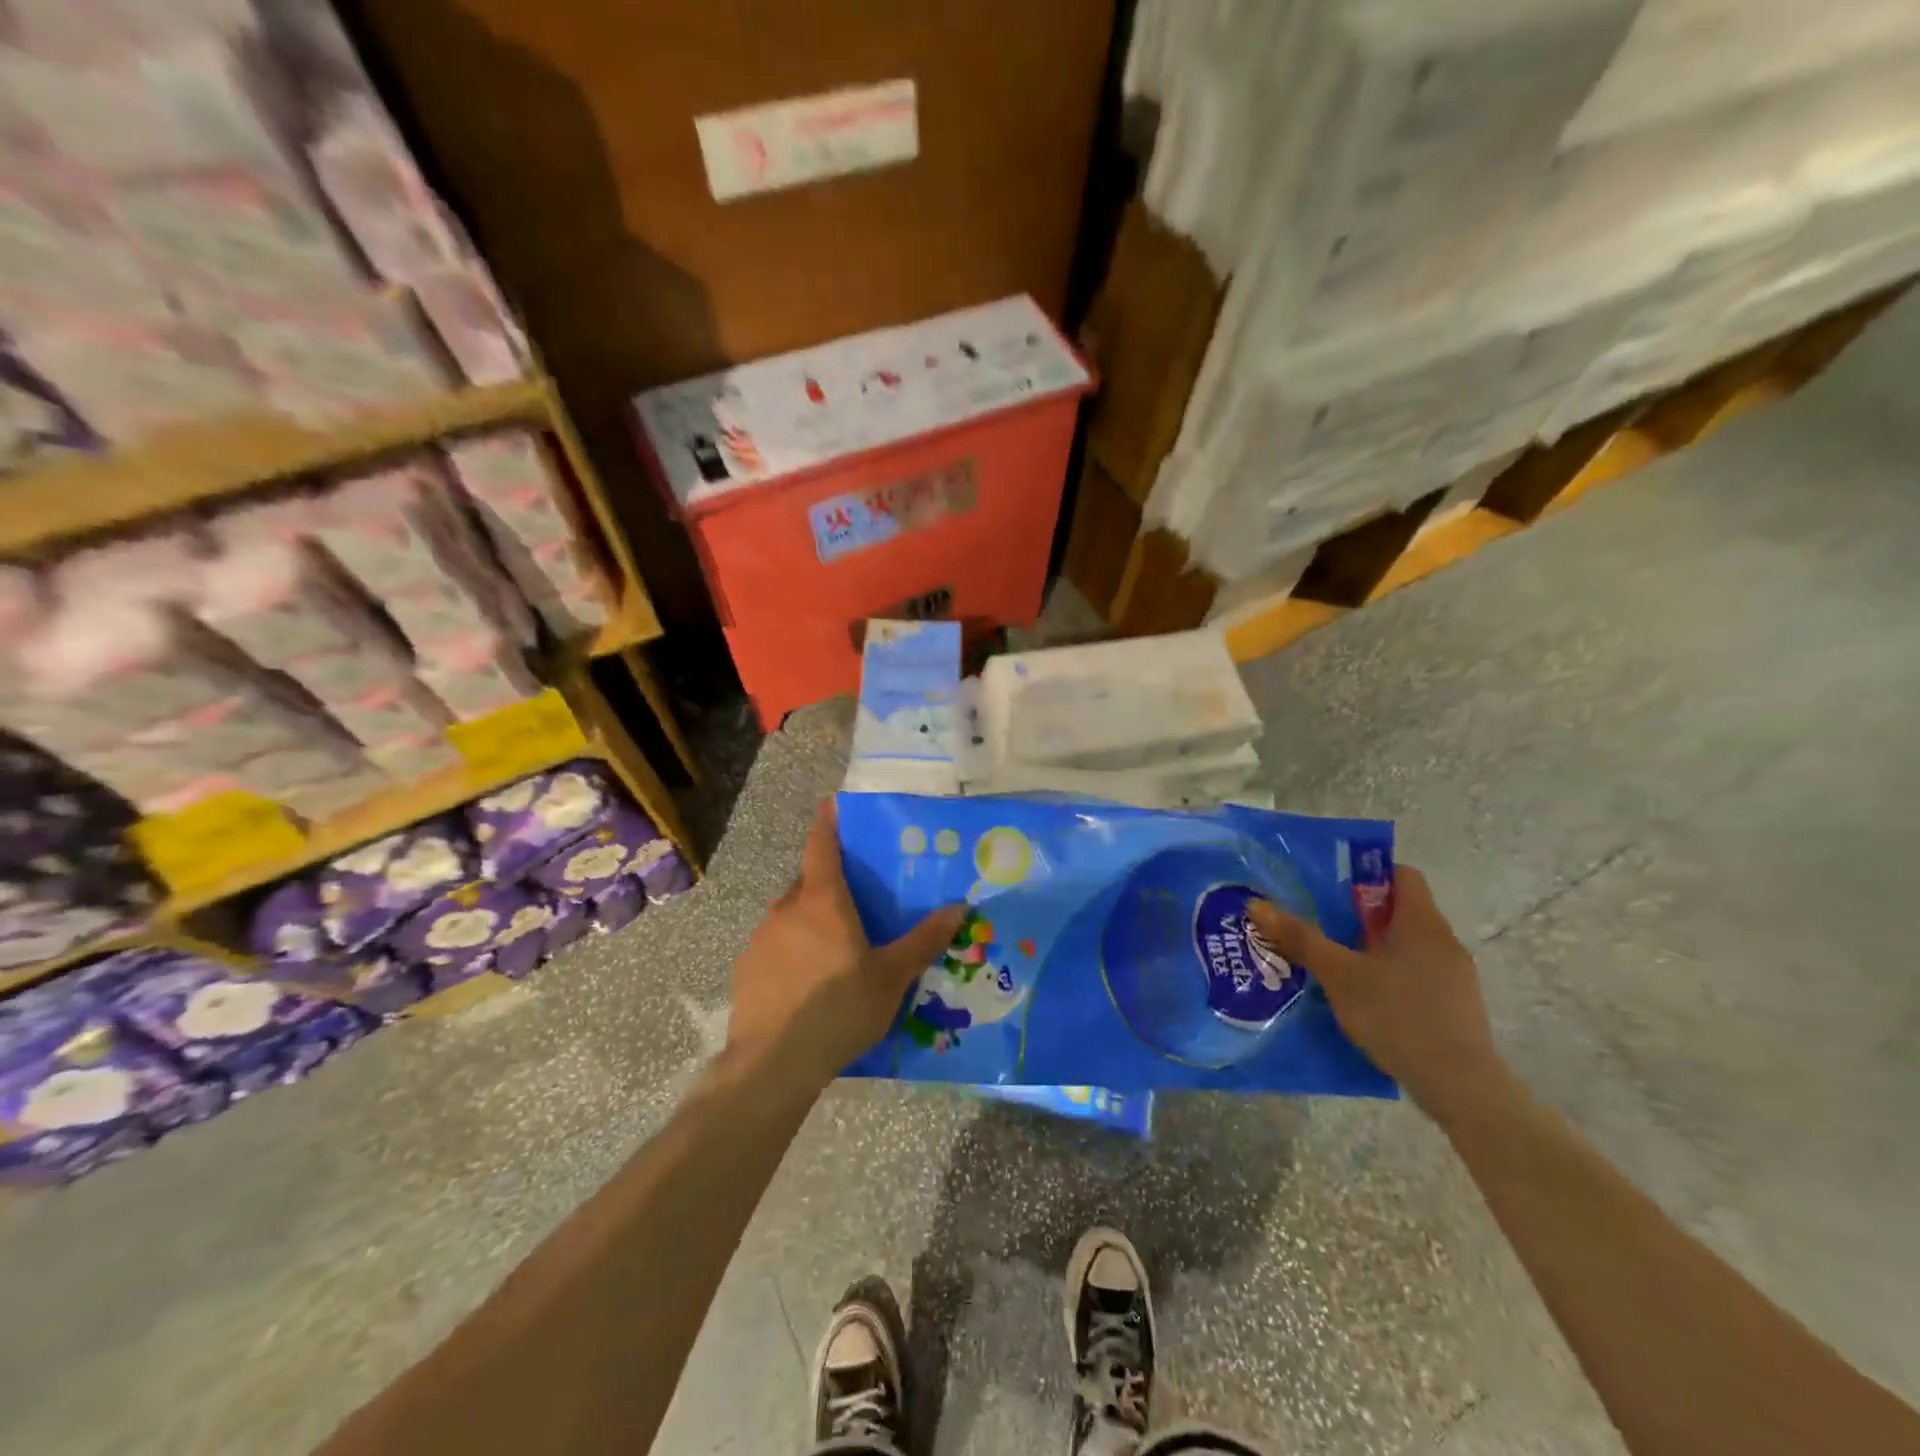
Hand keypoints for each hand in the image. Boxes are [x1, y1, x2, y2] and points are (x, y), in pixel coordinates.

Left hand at [725, 800, 963, 1093]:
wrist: (774, 1063)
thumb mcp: (892, 977)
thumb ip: (924, 941)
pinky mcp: (746, 969)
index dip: (827, 822)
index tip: (831, 804)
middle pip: (808, 883)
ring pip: (790, 916)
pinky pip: (774, 947)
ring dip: (809, 922)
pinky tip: (806, 985)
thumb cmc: (840, 1008)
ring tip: (833, 953)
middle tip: (853, 902)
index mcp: (822, 901)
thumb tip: (958, 907)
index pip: (821, 845)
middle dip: (828, 884)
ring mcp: (761, 939)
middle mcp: (786, 909)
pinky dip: (791, 952)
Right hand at [1249, 866, 1502, 1116]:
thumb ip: (1300, 938)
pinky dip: (1386, 977)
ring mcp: (1453, 977)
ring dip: (1370, 949)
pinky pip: (1415, 975)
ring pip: (1405, 946)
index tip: (1331, 888)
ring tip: (1332, 964)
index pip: (1401, 874)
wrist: (1460, 1087)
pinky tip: (1361, 1000)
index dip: (1367, 873)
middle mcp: (1443, 942)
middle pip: (1399, 911)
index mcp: (1421, 922)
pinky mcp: (1454, 1007)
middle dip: (1357, 915)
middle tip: (1318, 925)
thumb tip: (1256, 904)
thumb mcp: (1339, 975)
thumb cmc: (1398, 1015)